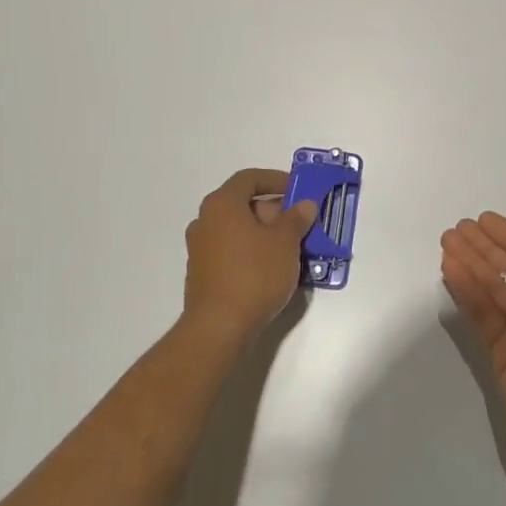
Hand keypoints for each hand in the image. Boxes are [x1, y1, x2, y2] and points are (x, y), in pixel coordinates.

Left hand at [183, 169, 317, 345]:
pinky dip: (251, 251)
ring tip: (291, 248)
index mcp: (222, 204)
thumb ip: (296, 218)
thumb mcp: (285, 242)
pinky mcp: (202, 273)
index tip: (298, 190)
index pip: (249, 178)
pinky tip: (272, 269)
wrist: (219, 327)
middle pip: (243, 204)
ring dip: (264, 233)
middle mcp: (205, 220)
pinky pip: (231, 250)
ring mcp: (200, 248)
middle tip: (299, 223)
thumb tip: (305, 204)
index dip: (276, 179)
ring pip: (238, 229)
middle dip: (274, 210)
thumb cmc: (254, 274)